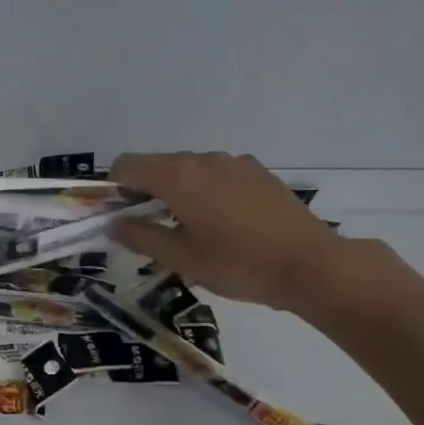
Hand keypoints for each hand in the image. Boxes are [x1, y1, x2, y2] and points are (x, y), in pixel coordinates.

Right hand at [109, 152, 349, 314]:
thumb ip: (140, 236)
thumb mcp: (181, 258)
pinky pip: (215, 173)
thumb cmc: (238, 264)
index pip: (126, 165)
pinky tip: (221, 222)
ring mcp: (233, 162)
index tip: (118, 215)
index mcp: (178, 177)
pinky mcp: (257, 172)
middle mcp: (202, 159)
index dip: (114, 187)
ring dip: (175, 190)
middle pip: (156, 164)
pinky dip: (204, 190)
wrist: (312, 265)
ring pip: (187, 168)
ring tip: (188, 228)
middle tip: (149, 228)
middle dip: (143, 190)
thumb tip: (112, 223)